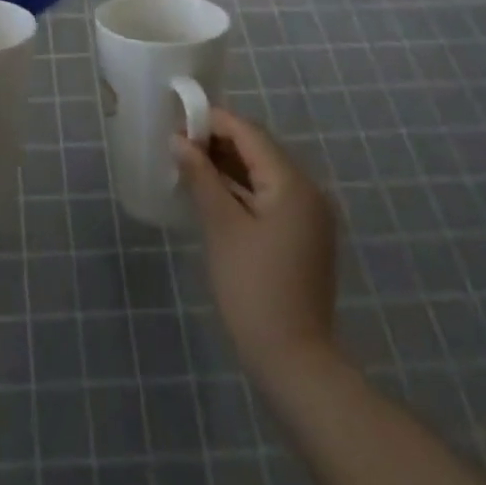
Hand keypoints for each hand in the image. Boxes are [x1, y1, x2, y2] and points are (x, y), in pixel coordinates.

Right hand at [173, 107, 338, 381]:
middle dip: (218, 142)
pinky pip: (269, 195)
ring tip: (188, 164)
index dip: (212, 122)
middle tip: (178, 144)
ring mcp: (308, 215)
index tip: (177, 122)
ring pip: (263, 172)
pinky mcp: (302, 235)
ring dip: (228, 165)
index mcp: (292, 183)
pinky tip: (212, 193)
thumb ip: (201, 177)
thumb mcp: (221, 227)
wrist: (294, 363)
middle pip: (258, 149)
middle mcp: (307, 190)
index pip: (249, 133)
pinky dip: (241, 189)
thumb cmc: (254, 289)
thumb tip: (179, 140)